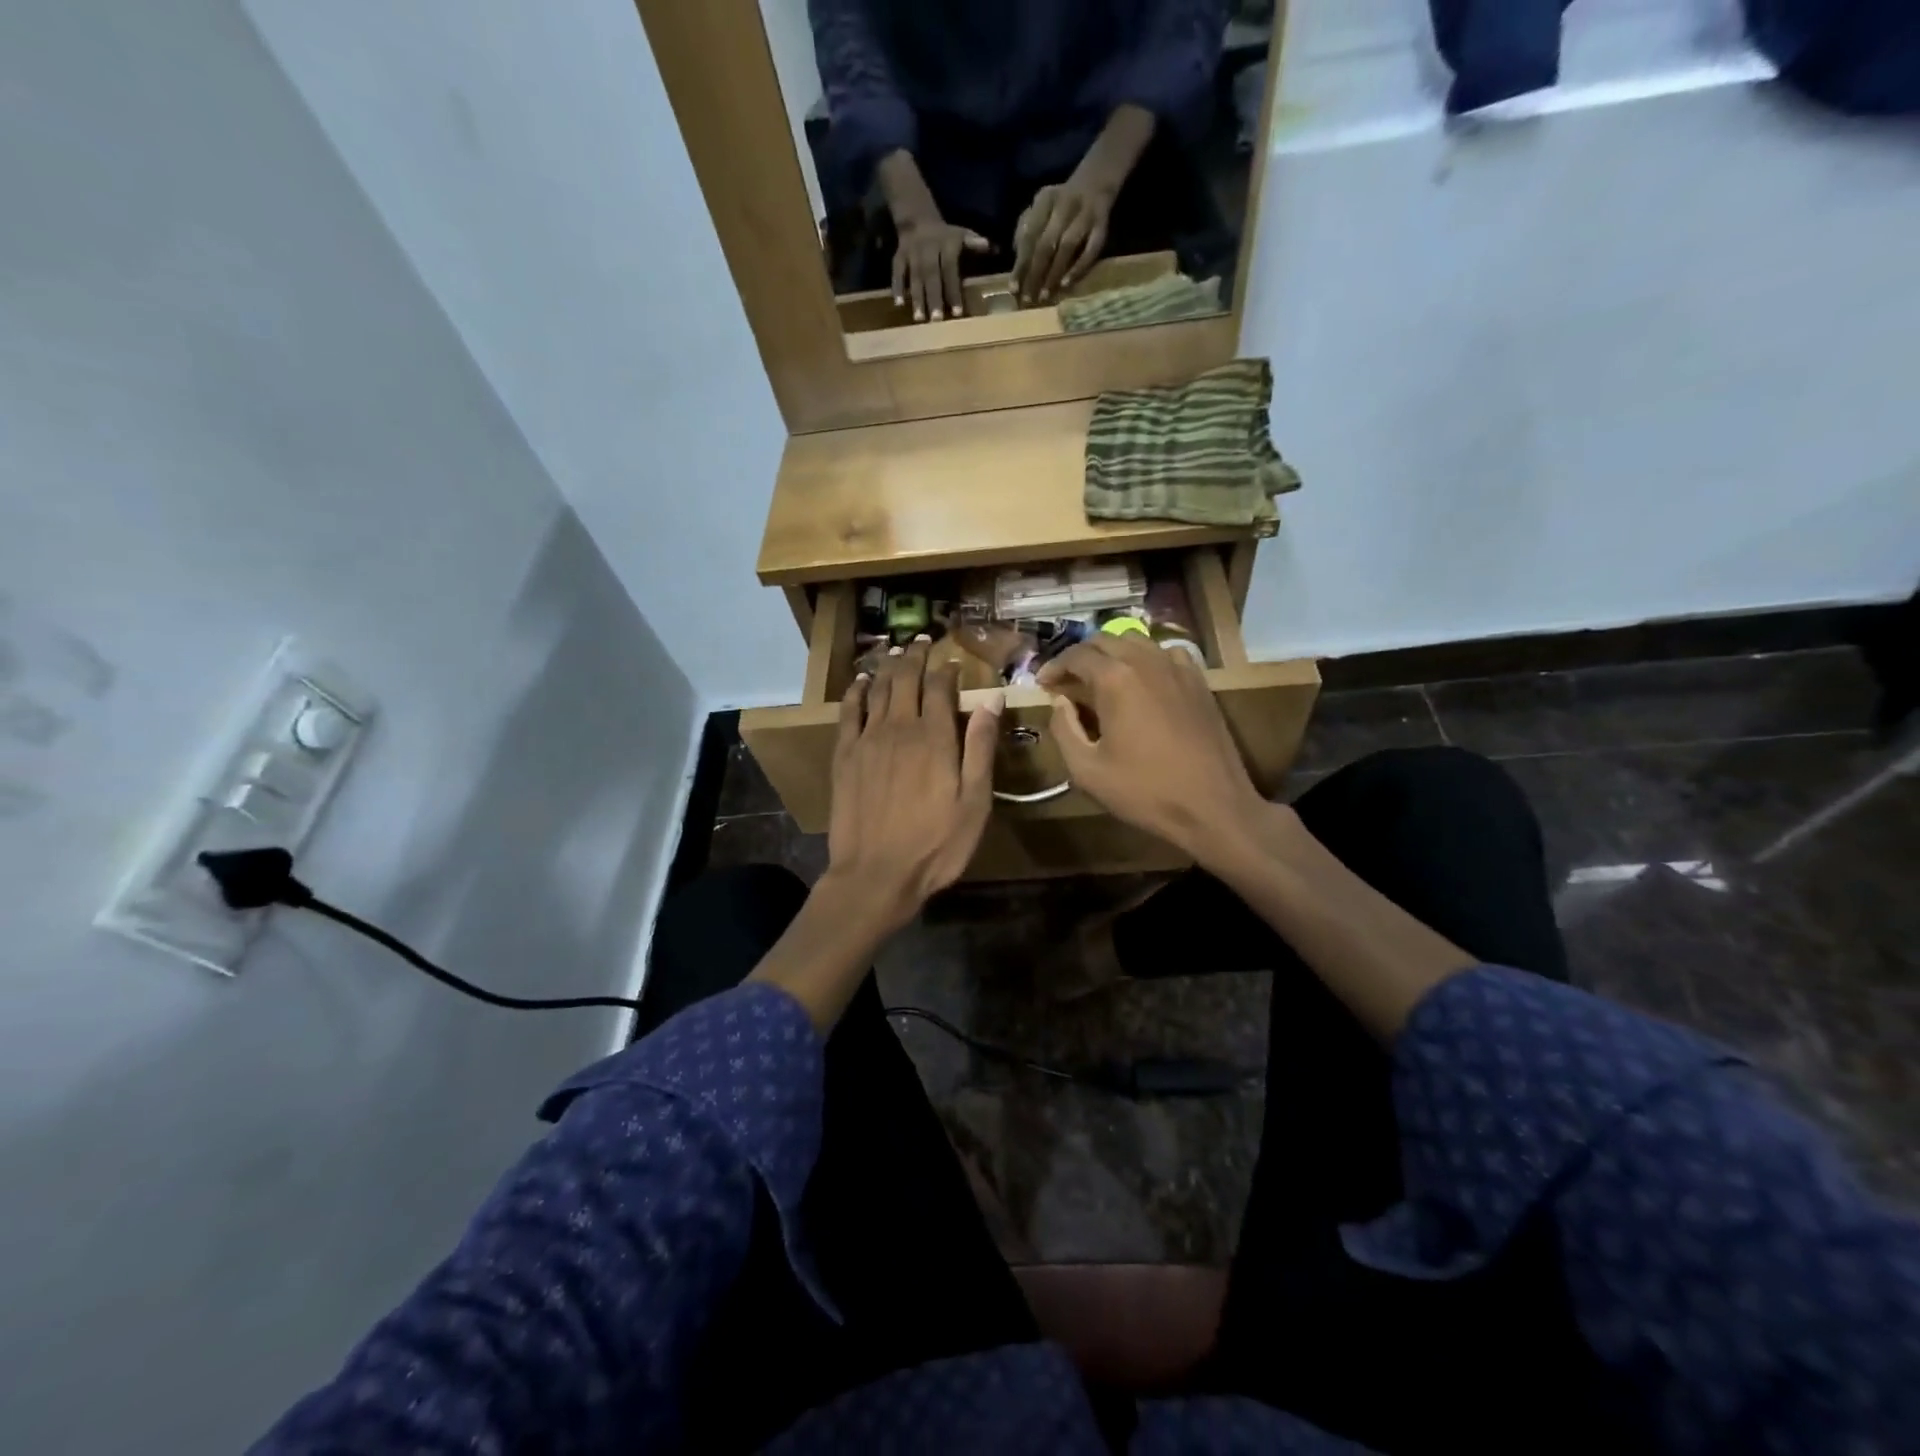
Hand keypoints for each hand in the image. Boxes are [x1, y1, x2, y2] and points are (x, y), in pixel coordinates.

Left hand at [828, 638, 1003, 930]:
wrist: (876, 874)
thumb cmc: (936, 845)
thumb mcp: (974, 802)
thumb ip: (980, 747)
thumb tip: (991, 698)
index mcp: (935, 737)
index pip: (939, 687)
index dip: (946, 669)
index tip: (951, 660)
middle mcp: (899, 728)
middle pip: (906, 679)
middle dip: (915, 656)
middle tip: (922, 641)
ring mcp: (867, 740)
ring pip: (878, 689)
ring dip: (888, 666)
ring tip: (895, 650)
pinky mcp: (844, 756)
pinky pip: (848, 712)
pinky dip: (856, 691)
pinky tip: (861, 682)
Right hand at [893, 217, 990, 322]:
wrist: (917, 219)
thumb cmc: (944, 235)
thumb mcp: (961, 234)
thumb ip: (974, 243)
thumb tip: (991, 247)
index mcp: (945, 245)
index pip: (949, 270)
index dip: (953, 290)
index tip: (957, 312)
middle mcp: (927, 250)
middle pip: (931, 276)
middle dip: (933, 298)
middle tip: (936, 320)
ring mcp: (911, 254)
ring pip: (914, 277)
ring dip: (916, 298)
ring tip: (919, 318)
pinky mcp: (898, 257)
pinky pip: (896, 272)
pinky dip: (896, 286)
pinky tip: (898, 303)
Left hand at [1011, 176, 1115, 303]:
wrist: (1096, 180)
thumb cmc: (1061, 204)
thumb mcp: (1041, 208)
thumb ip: (1026, 229)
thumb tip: (1017, 259)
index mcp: (1045, 200)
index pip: (1029, 235)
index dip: (1021, 264)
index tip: (1014, 289)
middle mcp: (1064, 204)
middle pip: (1046, 243)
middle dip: (1035, 274)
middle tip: (1029, 299)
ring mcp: (1086, 213)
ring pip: (1067, 246)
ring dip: (1054, 273)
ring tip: (1045, 296)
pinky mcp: (1103, 224)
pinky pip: (1091, 250)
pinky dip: (1078, 267)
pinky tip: (1066, 284)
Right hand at [1037, 635, 1268, 866]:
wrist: (1212, 806)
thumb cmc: (1144, 790)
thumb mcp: (1087, 769)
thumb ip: (1064, 729)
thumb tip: (1060, 702)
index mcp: (1115, 679)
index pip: (1076, 656)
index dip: (1054, 667)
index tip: (1042, 684)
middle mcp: (1146, 661)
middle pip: (1104, 640)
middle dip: (1080, 657)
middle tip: (1066, 682)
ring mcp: (1177, 668)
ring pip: (1136, 642)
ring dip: (1111, 654)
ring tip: (1099, 679)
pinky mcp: (1198, 681)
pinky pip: (1166, 654)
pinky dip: (1145, 659)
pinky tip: (1142, 681)